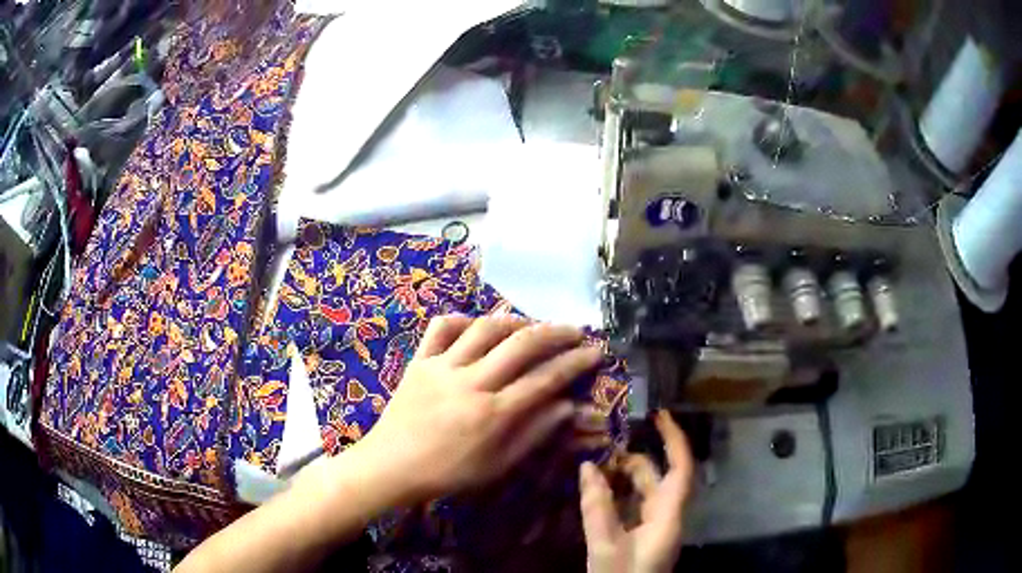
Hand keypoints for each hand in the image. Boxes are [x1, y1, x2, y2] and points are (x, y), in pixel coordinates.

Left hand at [353, 314, 603, 503]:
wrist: (391, 466)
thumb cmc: (448, 473)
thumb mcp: (497, 465)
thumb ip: (534, 434)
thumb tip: (568, 407)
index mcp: (493, 413)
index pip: (545, 379)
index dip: (575, 363)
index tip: (596, 351)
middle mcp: (471, 382)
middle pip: (521, 345)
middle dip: (555, 332)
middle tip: (575, 330)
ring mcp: (442, 367)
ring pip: (484, 329)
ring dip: (515, 321)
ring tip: (532, 326)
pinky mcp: (419, 361)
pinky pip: (441, 328)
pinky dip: (462, 319)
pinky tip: (477, 325)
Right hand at [580, 411, 693, 572]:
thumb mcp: (604, 544)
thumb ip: (596, 507)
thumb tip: (587, 467)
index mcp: (668, 516)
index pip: (681, 469)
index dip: (674, 440)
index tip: (659, 414)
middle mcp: (667, 516)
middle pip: (658, 478)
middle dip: (635, 459)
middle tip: (604, 445)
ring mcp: (655, 527)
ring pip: (644, 492)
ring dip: (623, 478)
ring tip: (595, 465)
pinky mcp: (643, 536)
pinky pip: (634, 507)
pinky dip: (618, 495)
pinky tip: (596, 491)